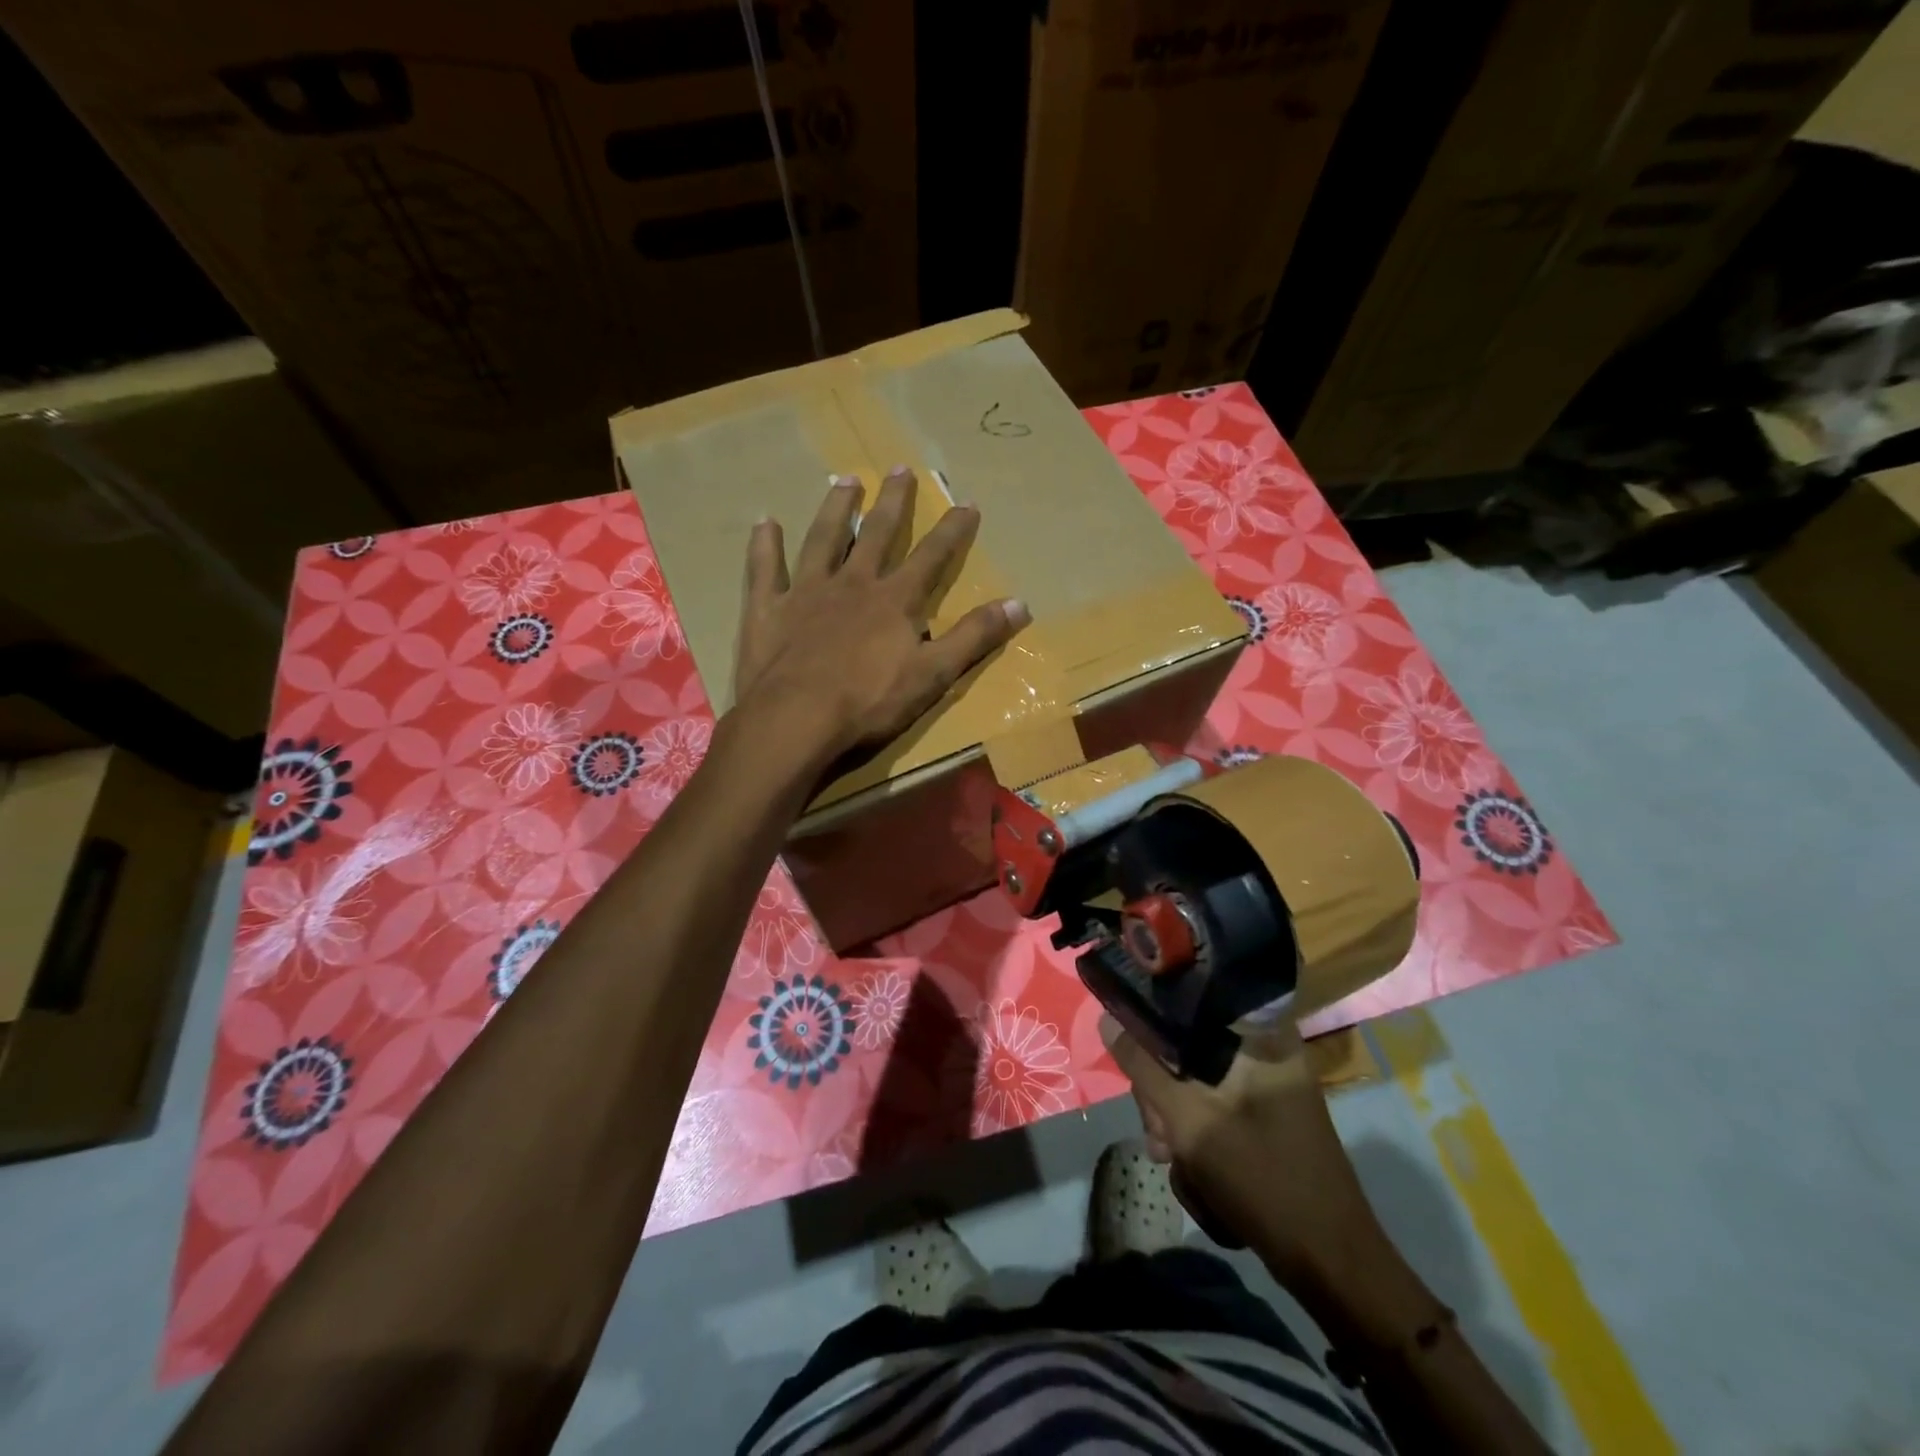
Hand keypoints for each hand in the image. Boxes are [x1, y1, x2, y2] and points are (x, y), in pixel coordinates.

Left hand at [733, 467, 1028, 764]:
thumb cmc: (869, 702)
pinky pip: (765, 569)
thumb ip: (974, 637)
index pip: (931, 557)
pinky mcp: (768, 609)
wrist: (796, 719)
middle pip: (876, 533)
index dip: (952, 531)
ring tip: (845, 480)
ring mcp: (806, 592)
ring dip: (836, 509)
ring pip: (823, 539)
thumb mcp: (933, 675)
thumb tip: (1020, 603)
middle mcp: (852, 583)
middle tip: (899, 468)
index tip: (967, 503)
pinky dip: (764, 546)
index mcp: (894, 600)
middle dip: (892, 502)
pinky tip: (765, 522)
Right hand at [1100, 1014, 1385, 1291]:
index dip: (1154, 1017)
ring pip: (1198, 1075)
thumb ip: (1144, 1066)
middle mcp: (1268, 1047)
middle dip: (1162, 1087)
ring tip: (1169, 1155)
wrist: (1331, 1264)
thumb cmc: (1263, 1179)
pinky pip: (1216, 1099)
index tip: (1133, 1054)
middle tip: (1155, 1130)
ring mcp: (1271, 1081)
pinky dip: (1197, 1125)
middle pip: (1190, 1041)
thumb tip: (1108, 1017)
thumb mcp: (1189, 1120)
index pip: (1193, 997)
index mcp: (1261, 1034)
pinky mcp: (1269, 1110)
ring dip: (1175, 1112)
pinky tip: (1188, 1163)